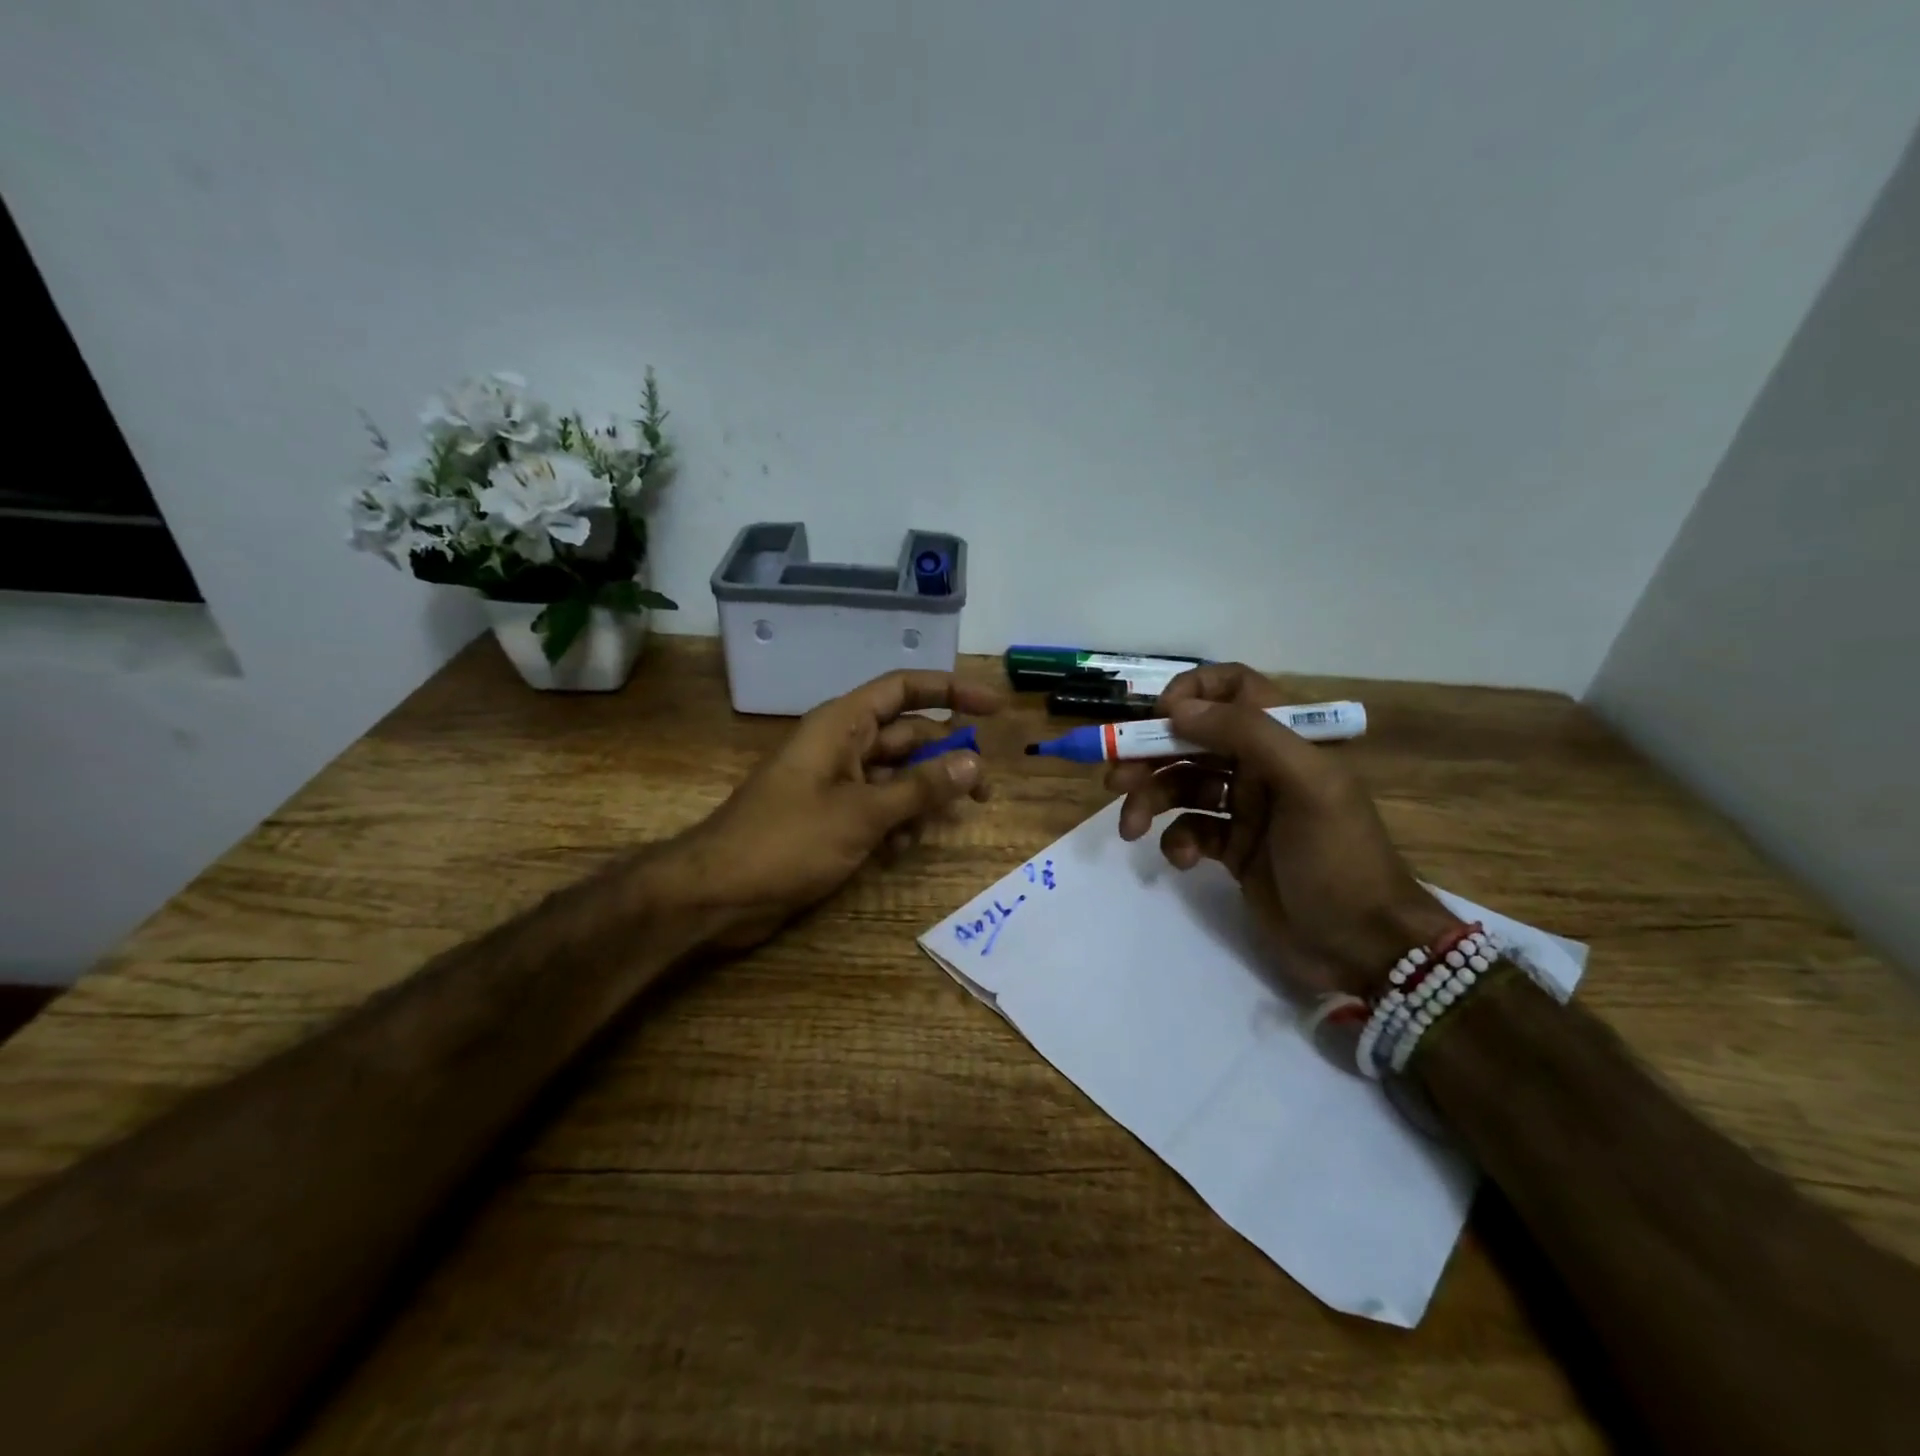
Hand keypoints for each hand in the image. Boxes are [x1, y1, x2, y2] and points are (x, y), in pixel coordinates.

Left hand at [663, 669, 1002, 948]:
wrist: (718, 893)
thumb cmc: (786, 841)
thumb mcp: (861, 814)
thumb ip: (919, 788)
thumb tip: (974, 763)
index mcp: (842, 725)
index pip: (904, 689)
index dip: (951, 691)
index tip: (994, 708)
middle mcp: (842, 745)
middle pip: (909, 737)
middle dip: (946, 761)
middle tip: (984, 792)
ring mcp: (837, 782)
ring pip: (897, 777)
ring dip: (921, 799)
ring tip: (937, 828)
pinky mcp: (832, 816)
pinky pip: (879, 807)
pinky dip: (896, 824)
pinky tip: (899, 852)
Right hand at [1106, 663, 1458, 998]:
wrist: (1364, 947)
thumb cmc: (1340, 858)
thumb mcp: (1306, 786)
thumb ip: (1246, 734)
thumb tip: (1177, 709)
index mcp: (1286, 740)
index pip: (1235, 688)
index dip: (1193, 692)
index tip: (1159, 718)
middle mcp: (1263, 766)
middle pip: (1193, 740)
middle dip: (1150, 755)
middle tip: (1115, 779)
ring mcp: (1247, 809)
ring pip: (1183, 785)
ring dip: (1150, 800)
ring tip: (1128, 827)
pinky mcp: (1233, 848)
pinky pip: (1190, 829)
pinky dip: (1176, 840)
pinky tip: (1180, 860)